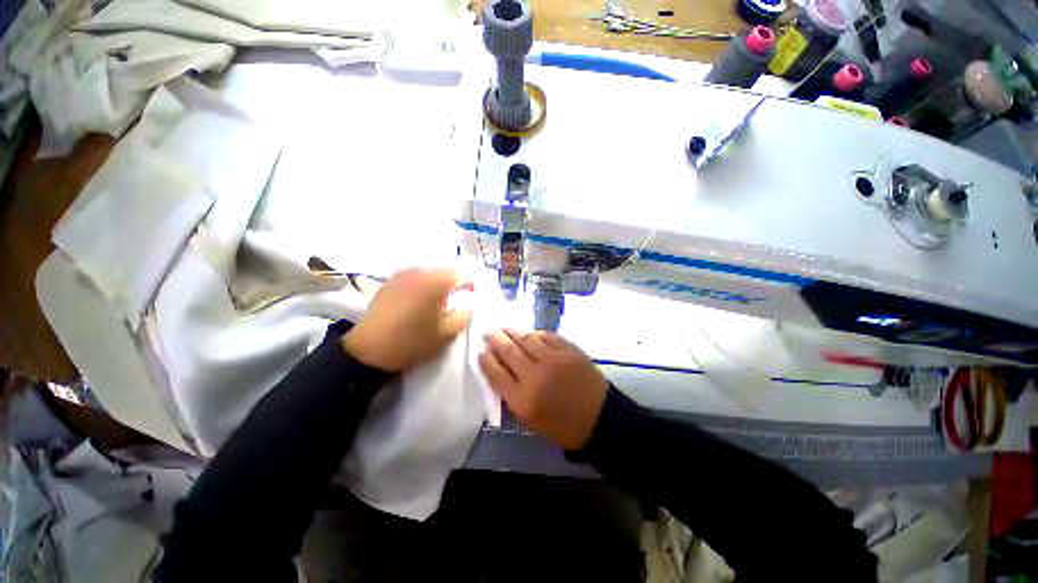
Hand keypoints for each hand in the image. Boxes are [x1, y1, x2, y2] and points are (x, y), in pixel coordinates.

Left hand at [343, 268, 472, 371]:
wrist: (369, 350)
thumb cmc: (413, 342)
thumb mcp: (447, 333)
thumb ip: (465, 313)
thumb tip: (469, 302)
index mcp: (435, 282)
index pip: (462, 274)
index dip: (469, 288)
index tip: (466, 303)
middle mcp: (419, 271)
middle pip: (445, 272)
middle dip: (452, 287)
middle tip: (450, 306)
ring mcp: (402, 274)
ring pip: (429, 274)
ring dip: (436, 286)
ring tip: (432, 306)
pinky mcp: (389, 281)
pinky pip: (414, 278)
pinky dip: (421, 287)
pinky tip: (415, 304)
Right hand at [479, 329, 607, 449]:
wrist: (599, 418)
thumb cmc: (562, 425)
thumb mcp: (530, 420)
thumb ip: (512, 395)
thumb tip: (499, 369)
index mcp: (522, 400)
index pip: (496, 374)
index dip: (486, 360)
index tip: (481, 351)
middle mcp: (535, 376)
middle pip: (509, 352)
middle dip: (495, 340)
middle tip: (488, 331)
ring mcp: (554, 360)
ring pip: (527, 339)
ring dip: (512, 331)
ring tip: (504, 327)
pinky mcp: (570, 350)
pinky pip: (548, 335)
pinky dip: (536, 333)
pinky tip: (530, 333)